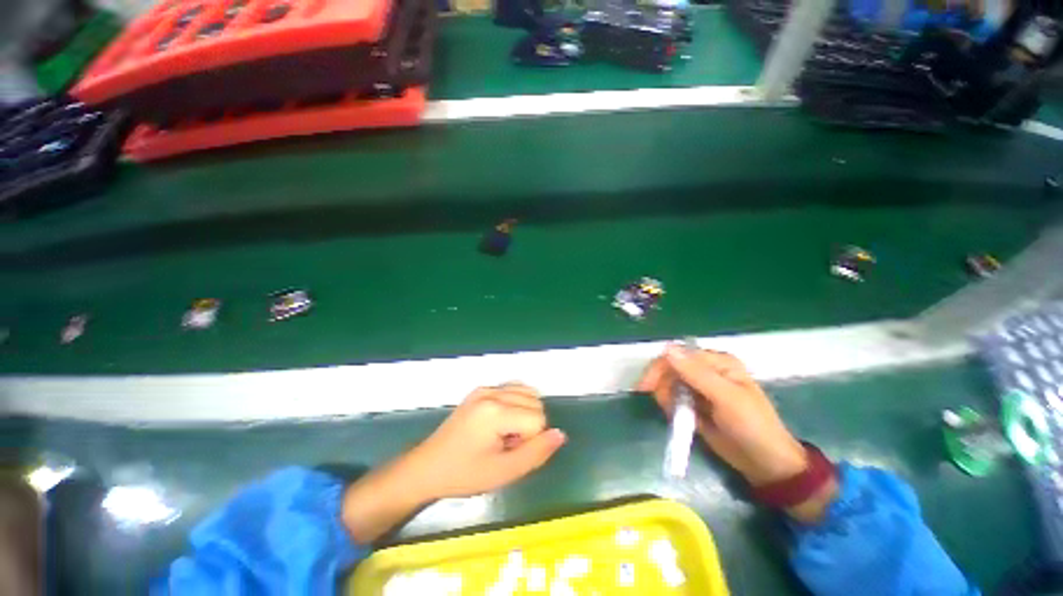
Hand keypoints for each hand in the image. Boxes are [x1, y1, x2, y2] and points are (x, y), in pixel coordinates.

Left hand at [342, 384, 565, 542]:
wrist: (428, 467)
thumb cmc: (464, 475)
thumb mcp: (503, 472)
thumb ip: (537, 453)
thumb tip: (561, 434)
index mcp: (495, 411)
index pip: (538, 419)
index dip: (529, 441)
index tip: (507, 453)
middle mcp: (492, 392)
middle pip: (535, 403)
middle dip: (528, 427)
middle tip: (504, 446)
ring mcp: (485, 388)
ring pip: (528, 394)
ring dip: (524, 414)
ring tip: (502, 434)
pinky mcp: (481, 389)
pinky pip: (514, 389)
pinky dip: (517, 404)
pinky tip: (502, 421)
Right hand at [637, 345, 806, 485]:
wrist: (765, 465)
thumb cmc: (752, 426)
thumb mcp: (726, 398)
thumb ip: (696, 373)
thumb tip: (667, 349)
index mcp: (717, 362)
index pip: (679, 354)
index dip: (660, 367)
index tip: (645, 386)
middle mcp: (707, 370)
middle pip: (670, 367)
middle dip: (661, 383)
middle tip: (657, 402)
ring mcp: (700, 388)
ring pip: (669, 383)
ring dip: (666, 397)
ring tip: (675, 414)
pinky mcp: (695, 404)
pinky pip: (673, 398)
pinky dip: (670, 406)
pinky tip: (678, 417)